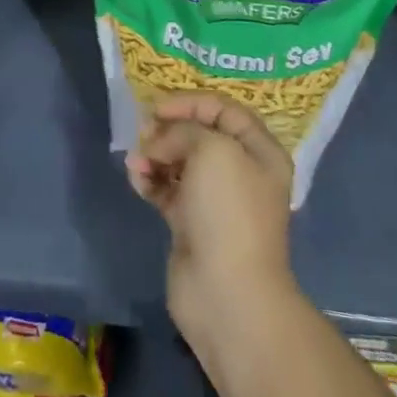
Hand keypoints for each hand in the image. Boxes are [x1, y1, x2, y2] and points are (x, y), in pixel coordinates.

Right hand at [126, 93, 294, 336]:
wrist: (227, 293)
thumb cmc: (228, 211)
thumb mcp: (212, 150)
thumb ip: (184, 131)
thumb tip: (159, 143)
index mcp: (260, 151)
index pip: (224, 109)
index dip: (190, 103)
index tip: (157, 109)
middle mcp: (240, 172)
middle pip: (199, 134)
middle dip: (169, 130)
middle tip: (144, 134)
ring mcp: (215, 200)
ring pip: (179, 161)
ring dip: (154, 155)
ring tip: (137, 162)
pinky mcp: (190, 223)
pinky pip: (167, 189)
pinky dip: (150, 179)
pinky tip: (136, 179)